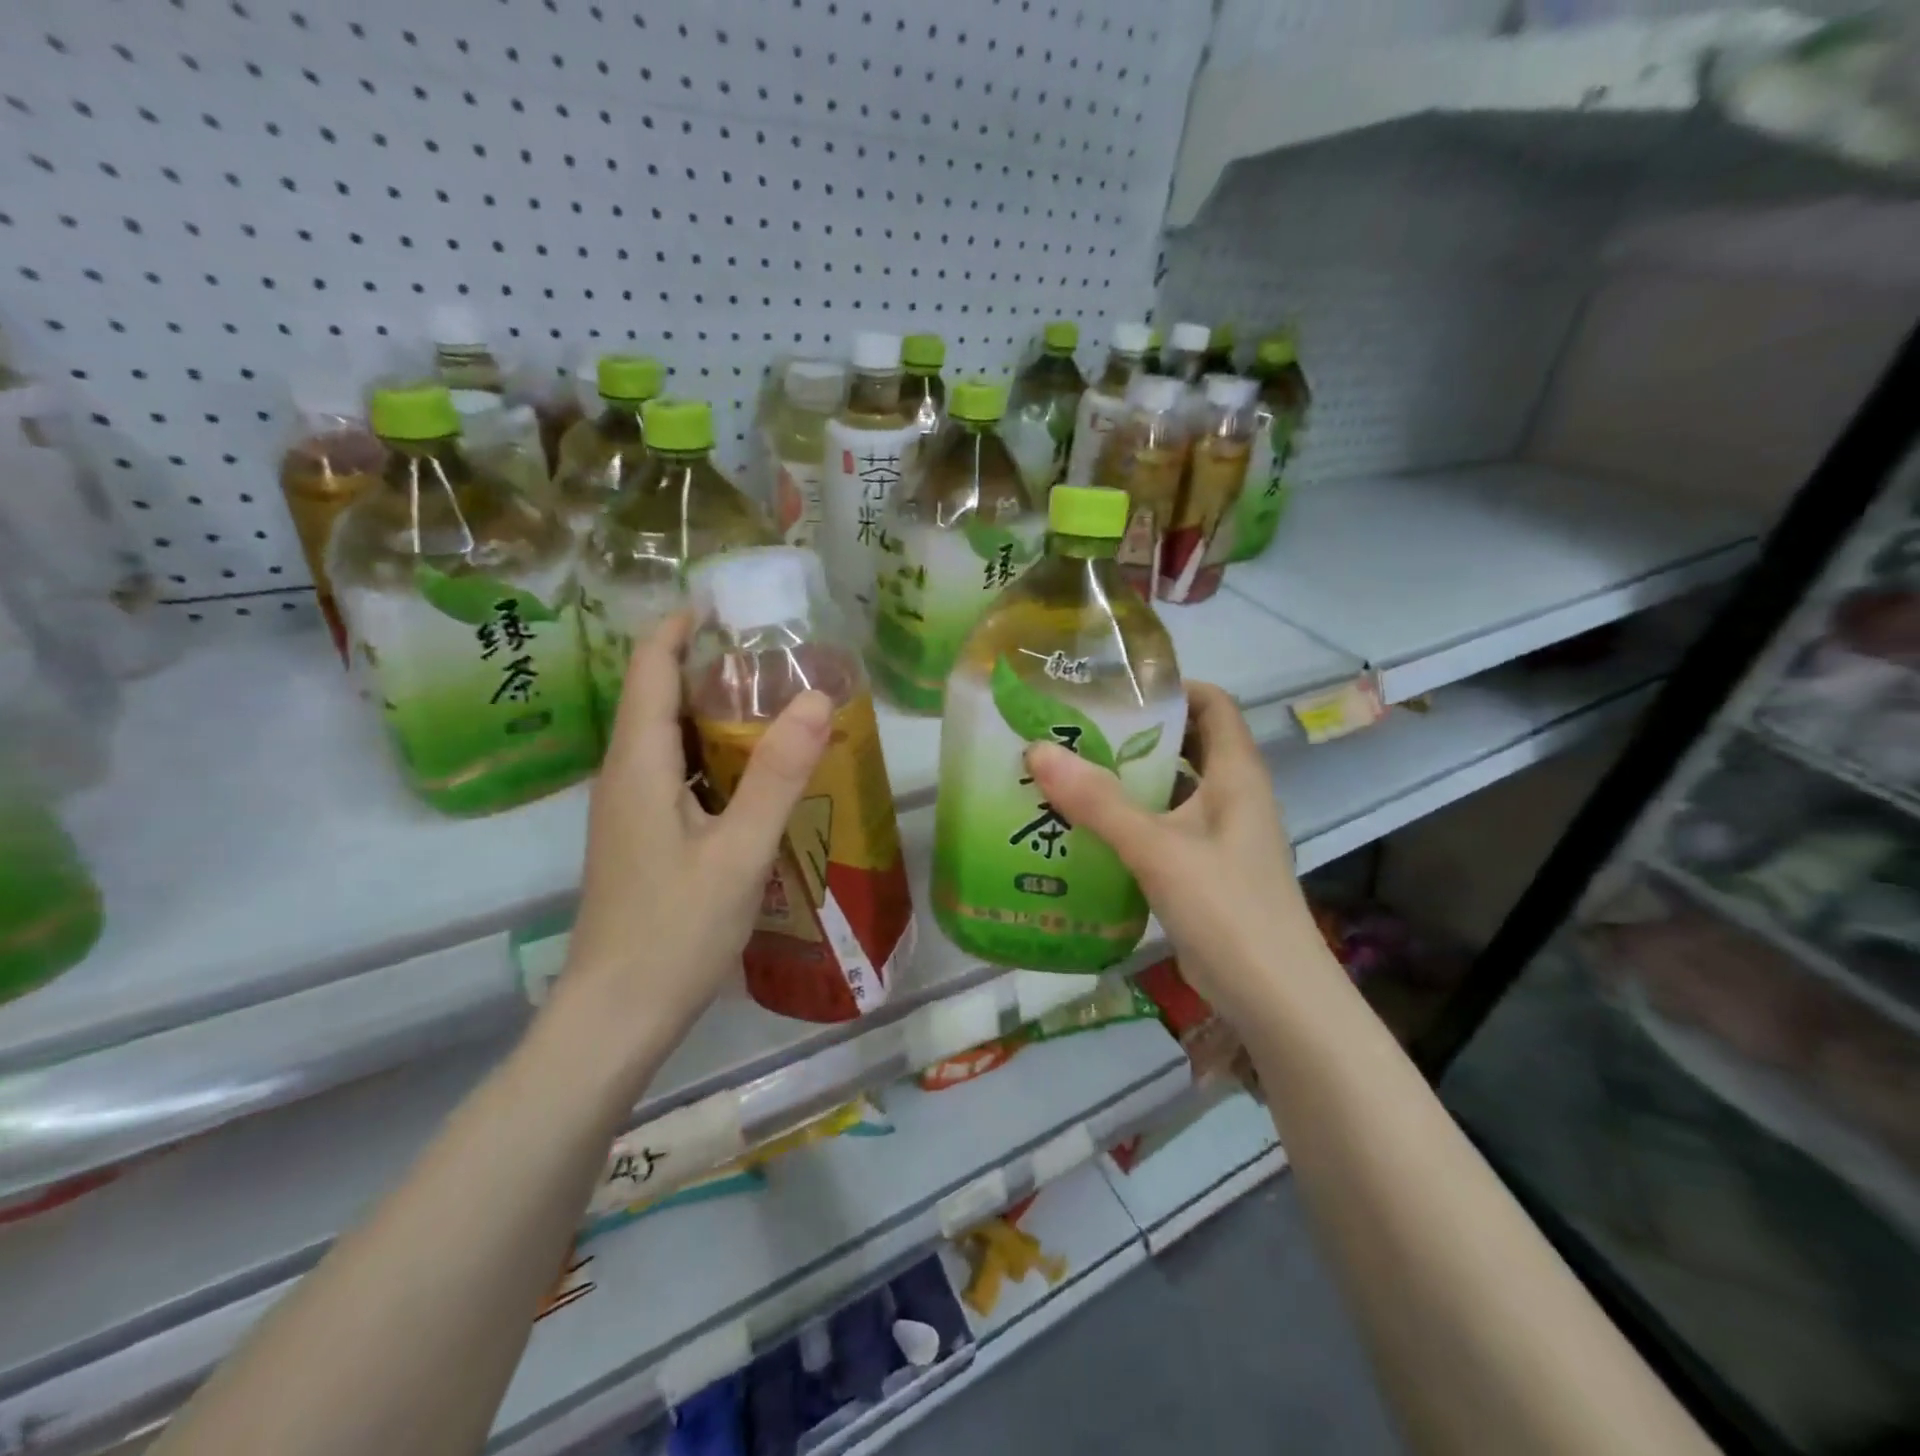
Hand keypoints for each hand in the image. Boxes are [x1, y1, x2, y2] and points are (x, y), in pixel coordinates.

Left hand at [558, 613, 832, 1054]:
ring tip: (775, 701)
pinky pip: (675, 773)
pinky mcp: (641, 837)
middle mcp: (625, 776)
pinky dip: (712, 754)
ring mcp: (629, 810)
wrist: (616, 1016)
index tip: (729, 602)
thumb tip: (816, 698)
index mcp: (639, 766)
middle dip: (708, 664)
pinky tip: (754, 772)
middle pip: (658, 696)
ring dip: (712, 711)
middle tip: (776, 654)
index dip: (680, 626)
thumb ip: (778, 775)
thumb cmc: (676, 931)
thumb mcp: (740, 851)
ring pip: (668, 738)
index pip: (650, 668)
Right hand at [1025, 683, 1331, 1027]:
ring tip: (1069, 774)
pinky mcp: (1205, 871)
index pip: (1213, 704)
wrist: (1275, 1000)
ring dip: (1128, 780)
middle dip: (1135, 733)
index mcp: (1236, 774)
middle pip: (1186, 744)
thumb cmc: (1227, 909)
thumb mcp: (1158, 849)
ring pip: (1171, 790)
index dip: (1171, 687)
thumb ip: (1098, 802)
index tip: (1114, 688)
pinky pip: (1164, 829)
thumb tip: (1038, 750)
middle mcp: (1232, 796)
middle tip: (1076, 729)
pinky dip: (1130, 821)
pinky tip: (1086, 830)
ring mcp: (1220, 836)